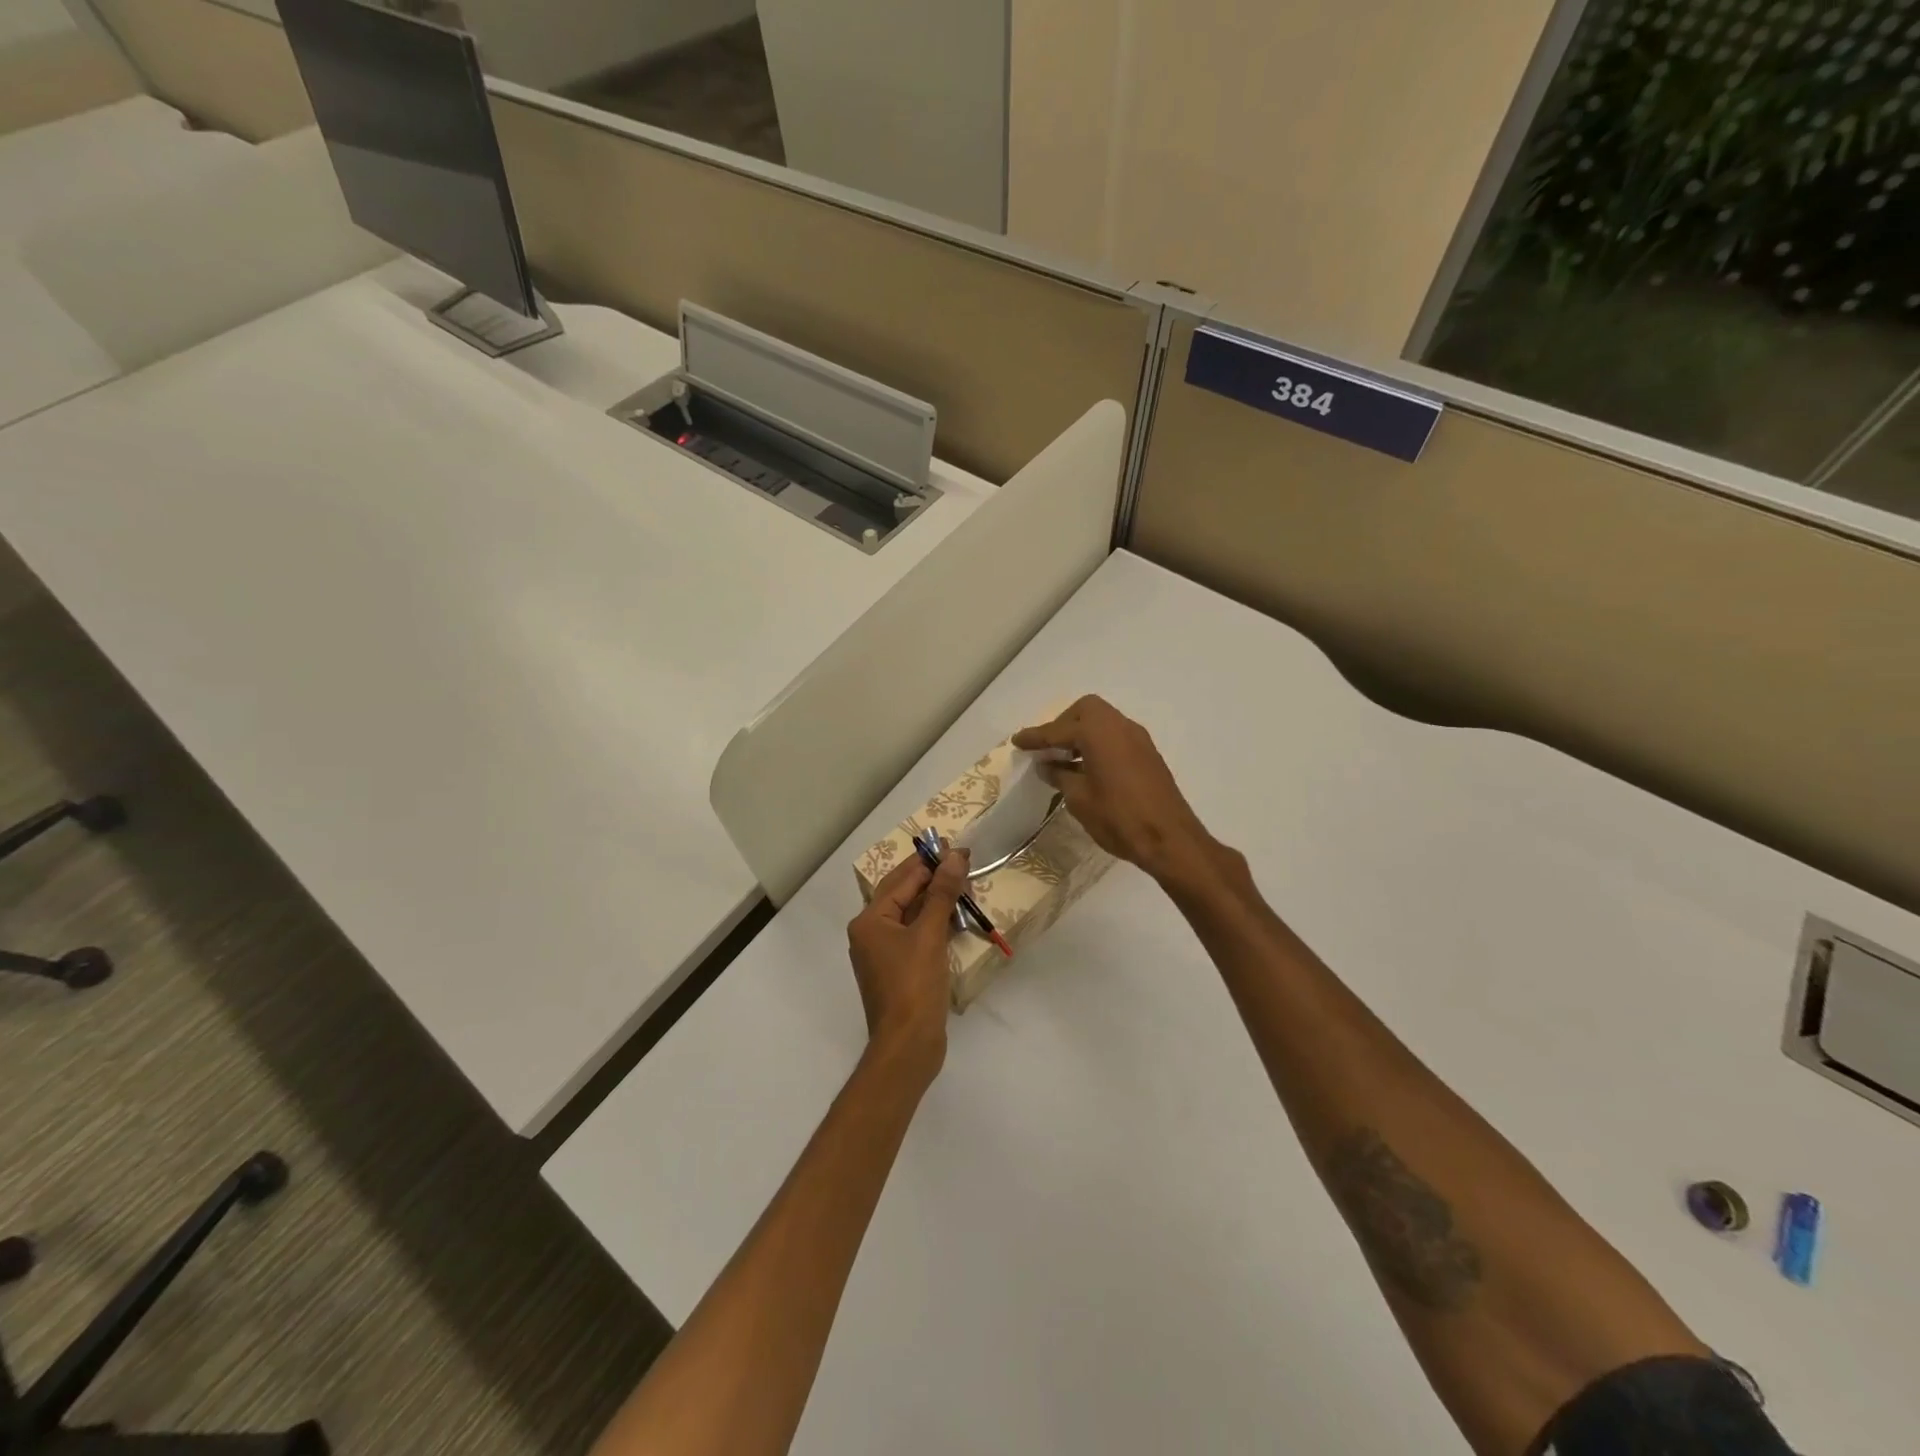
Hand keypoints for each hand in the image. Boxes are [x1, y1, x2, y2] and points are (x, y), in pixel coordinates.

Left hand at [846, 845, 970, 1079]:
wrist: (908, 1046)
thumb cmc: (913, 986)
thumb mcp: (929, 935)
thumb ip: (942, 894)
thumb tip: (954, 857)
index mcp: (869, 921)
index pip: (901, 879)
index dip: (929, 861)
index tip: (955, 847)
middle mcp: (871, 933)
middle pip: (903, 894)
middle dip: (933, 878)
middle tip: (962, 861)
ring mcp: (884, 953)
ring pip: (911, 915)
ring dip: (936, 900)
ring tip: (964, 884)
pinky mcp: (900, 970)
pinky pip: (916, 935)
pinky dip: (935, 923)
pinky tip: (956, 917)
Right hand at [1012, 695, 1211, 881]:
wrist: (1169, 839)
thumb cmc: (1118, 817)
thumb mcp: (1079, 799)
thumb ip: (1060, 776)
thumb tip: (1047, 766)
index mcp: (1099, 732)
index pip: (1058, 729)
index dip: (1035, 737)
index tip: (1017, 741)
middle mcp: (1120, 726)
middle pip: (1086, 710)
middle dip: (1063, 724)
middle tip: (1047, 748)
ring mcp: (1138, 739)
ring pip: (1103, 722)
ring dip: (1082, 734)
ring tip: (1064, 759)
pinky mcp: (1148, 754)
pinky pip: (1116, 736)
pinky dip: (1098, 743)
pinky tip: (1088, 767)